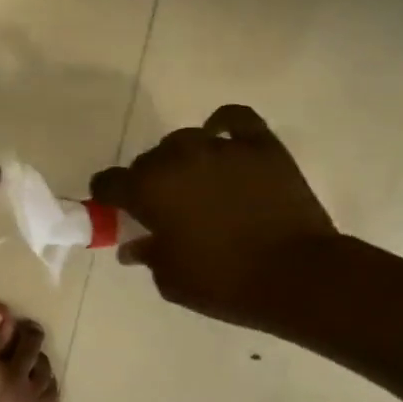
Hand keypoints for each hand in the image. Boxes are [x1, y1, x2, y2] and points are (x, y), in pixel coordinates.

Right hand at [90, 105, 335, 325]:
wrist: (295, 275)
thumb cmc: (223, 283)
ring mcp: (221, 147)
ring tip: (194, 180)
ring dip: (181, 159)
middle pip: (148, 160)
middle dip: (148, 180)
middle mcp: (178, 159)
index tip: (114, 208)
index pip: (110, 182)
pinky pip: (233, 119)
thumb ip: (147, 254)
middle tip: (162, 206)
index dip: (107, 196)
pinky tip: (221, 140)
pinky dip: (222, 126)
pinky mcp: (260, 145)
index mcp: (148, 191)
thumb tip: (134, 245)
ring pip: (185, 140)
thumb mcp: (171, 280)